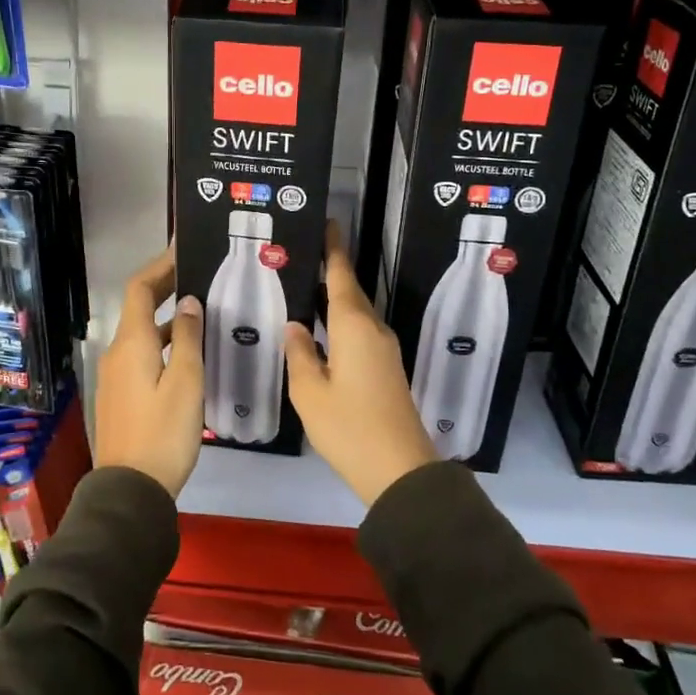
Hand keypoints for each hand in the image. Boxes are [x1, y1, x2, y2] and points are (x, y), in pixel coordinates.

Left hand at [93, 246, 205, 497]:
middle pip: (139, 308)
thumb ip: (188, 338)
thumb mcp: (186, 382)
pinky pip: (142, 354)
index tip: (183, 248)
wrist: (130, 490)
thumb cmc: (163, 432)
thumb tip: (188, 301)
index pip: (140, 288)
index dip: (160, 265)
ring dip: (168, 317)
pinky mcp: (121, 395)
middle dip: (165, 286)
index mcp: (132, 343)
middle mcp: (118, 352)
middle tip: (199, 272)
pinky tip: (189, 352)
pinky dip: (163, 341)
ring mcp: (116, 375)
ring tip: (202, 310)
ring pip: (142, 333)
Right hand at [285, 222, 437, 507]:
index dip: (333, 250)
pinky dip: (341, 323)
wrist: (400, 470)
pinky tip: (322, 332)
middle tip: (303, 256)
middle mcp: (373, 330)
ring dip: (335, 299)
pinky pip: (360, 333)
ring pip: (356, 314)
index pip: (341, 276)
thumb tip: (295, 326)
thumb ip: (300, 354)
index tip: (328, 223)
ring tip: (305, 289)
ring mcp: (384, 351)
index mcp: (354, 327)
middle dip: (331, 271)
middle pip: (351, 292)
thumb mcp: (310, 392)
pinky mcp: (386, 370)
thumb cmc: (349, 427)